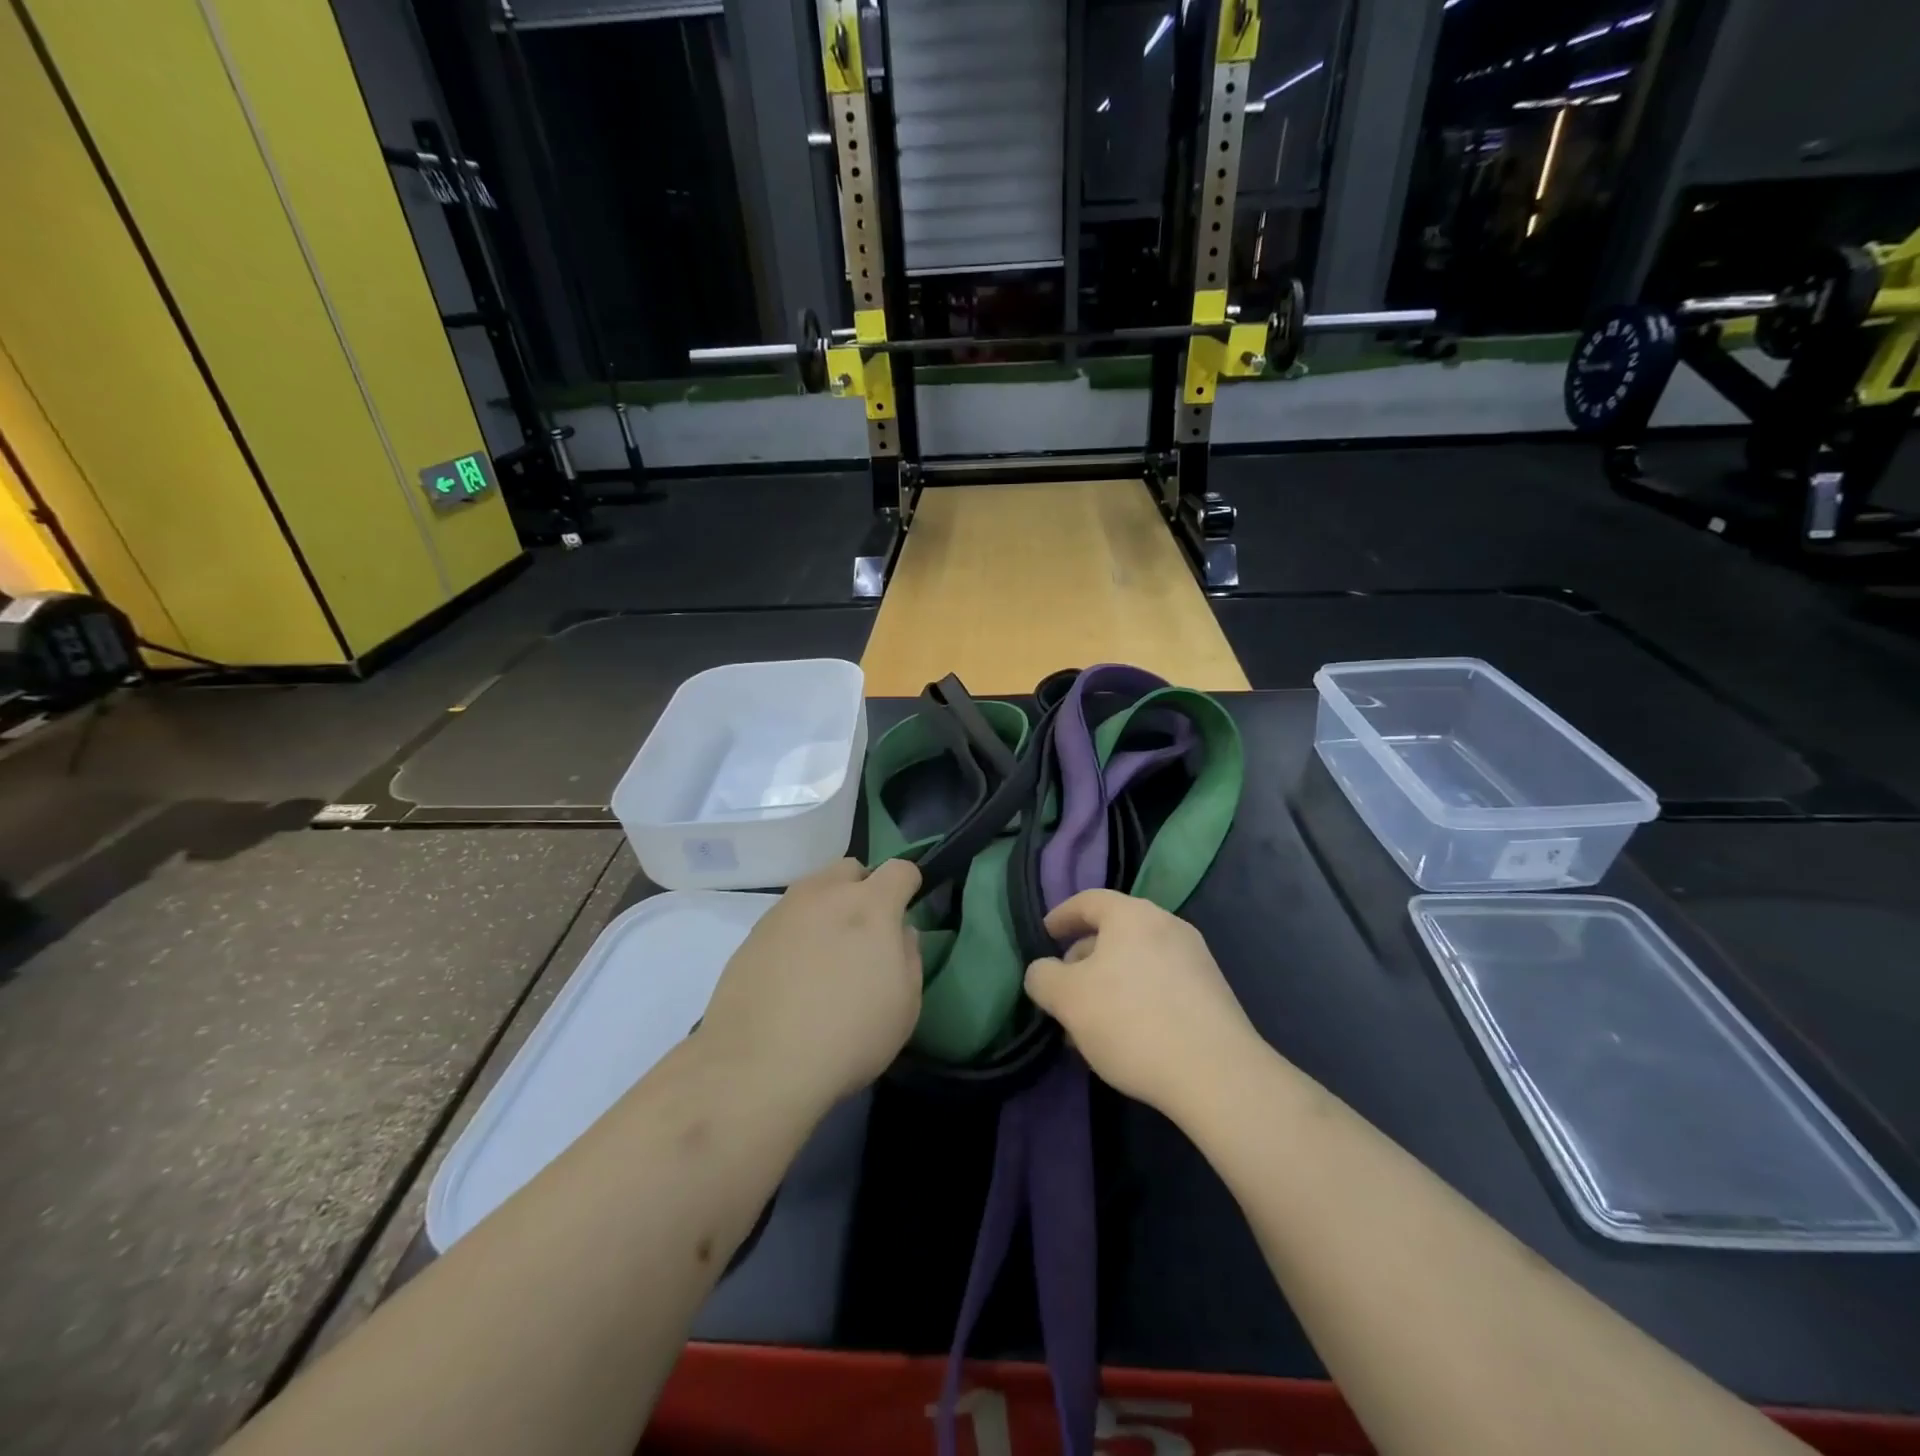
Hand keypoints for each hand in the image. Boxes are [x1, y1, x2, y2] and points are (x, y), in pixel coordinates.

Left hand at [700, 858, 922, 1107]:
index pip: (899, 869)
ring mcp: (783, 911)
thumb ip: (909, 957)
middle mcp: (825, 894)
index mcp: (870, 905)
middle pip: (851, 869)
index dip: (908, 886)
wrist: (758, 1065)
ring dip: (827, 908)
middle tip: (864, 932)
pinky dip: (796, 933)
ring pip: (814, 890)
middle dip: (863, 888)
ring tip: (826, 953)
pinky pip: (786, 919)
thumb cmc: (848, 1036)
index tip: (906, 911)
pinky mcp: (752, 935)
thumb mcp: (905, 1006)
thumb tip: (900, 933)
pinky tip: (793, 973)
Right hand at [1025, 891, 1257, 1116]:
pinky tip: (1127, 1036)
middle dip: (1084, 959)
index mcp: (1132, 915)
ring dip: (1109, 984)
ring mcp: (1195, 958)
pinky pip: (1161, 983)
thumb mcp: (1068, 999)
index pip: (1089, 901)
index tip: (1045, 935)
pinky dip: (1137, 998)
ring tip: (1091, 1023)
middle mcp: (1167, 925)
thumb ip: (1043, 977)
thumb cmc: (1132, 1022)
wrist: (1216, 1074)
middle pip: (1114, 932)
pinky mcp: (1212, 992)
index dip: (1062, 915)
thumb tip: (1044, 972)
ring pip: (1137, 961)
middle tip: (1064, 992)